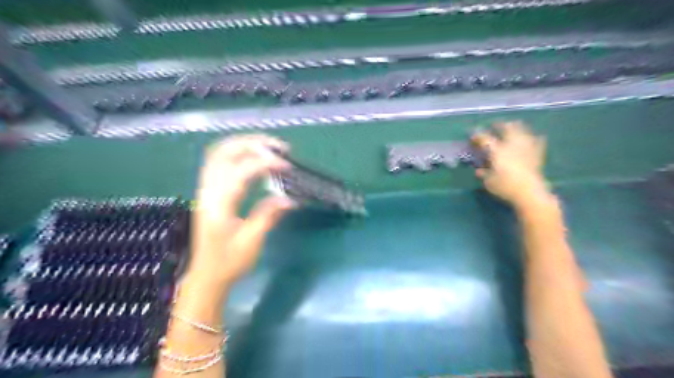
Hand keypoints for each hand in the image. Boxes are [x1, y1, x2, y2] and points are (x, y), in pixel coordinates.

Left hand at [187, 135, 295, 288]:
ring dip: (243, 145)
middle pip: (224, 153)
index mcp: (219, 204)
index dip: (265, 163)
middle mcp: (208, 191)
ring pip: (218, 154)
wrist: (207, 276)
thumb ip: (269, 215)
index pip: (241, 171)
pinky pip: (218, 162)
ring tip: (268, 147)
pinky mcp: (208, 192)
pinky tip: (252, 157)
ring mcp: (205, 190)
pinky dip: (236, 153)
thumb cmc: (229, 262)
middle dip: (252, 144)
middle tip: (278, 147)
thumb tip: (290, 199)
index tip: (287, 165)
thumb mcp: (252, 241)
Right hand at [469, 121, 549, 207]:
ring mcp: (526, 147)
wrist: (530, 192)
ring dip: (516, 127)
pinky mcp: (537, 154)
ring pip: (522, 130)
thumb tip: (479, 171)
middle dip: (500, 125)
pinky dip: (533, 137)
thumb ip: (484, 174)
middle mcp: (512, 145)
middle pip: (507, 128)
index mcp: (497, 151)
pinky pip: (537, 140)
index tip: (473, 136)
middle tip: (495, 125)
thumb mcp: (489, 182)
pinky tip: (534, 137)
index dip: (478, 135)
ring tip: (512, 126)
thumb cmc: (505, 187)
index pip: (485, 138)